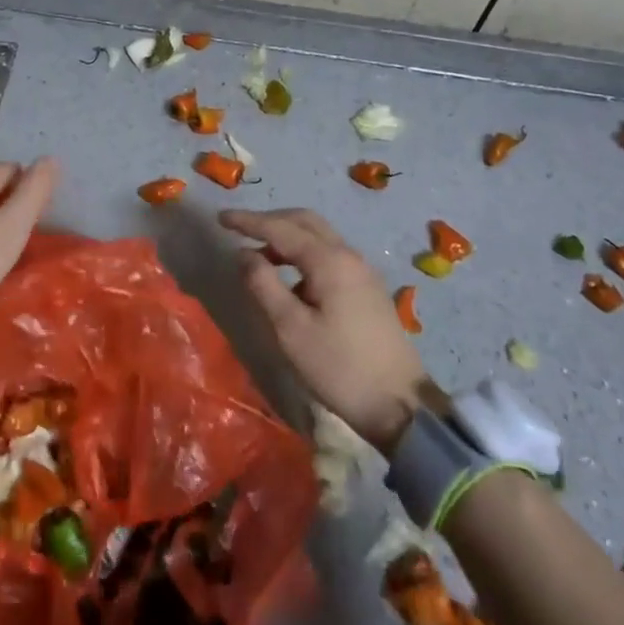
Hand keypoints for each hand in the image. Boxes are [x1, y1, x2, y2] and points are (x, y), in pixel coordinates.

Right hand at [220, 208, 431, 455]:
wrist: (402, 406)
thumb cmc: (339, 367)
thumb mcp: (290, 329)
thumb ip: (263, 285)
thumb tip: (243, 254)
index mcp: (329, 261)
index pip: (280, 229)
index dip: (248, 221)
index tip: (221, 218)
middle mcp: (348, 255)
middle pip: (305, 221)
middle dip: (270, 220)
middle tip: (240, 230)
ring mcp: (362, 271)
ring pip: (319, 237)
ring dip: (287, 237)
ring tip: (259, 256)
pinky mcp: (368, 289)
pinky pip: (329, 254)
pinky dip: (304, 253)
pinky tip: (291, 279)